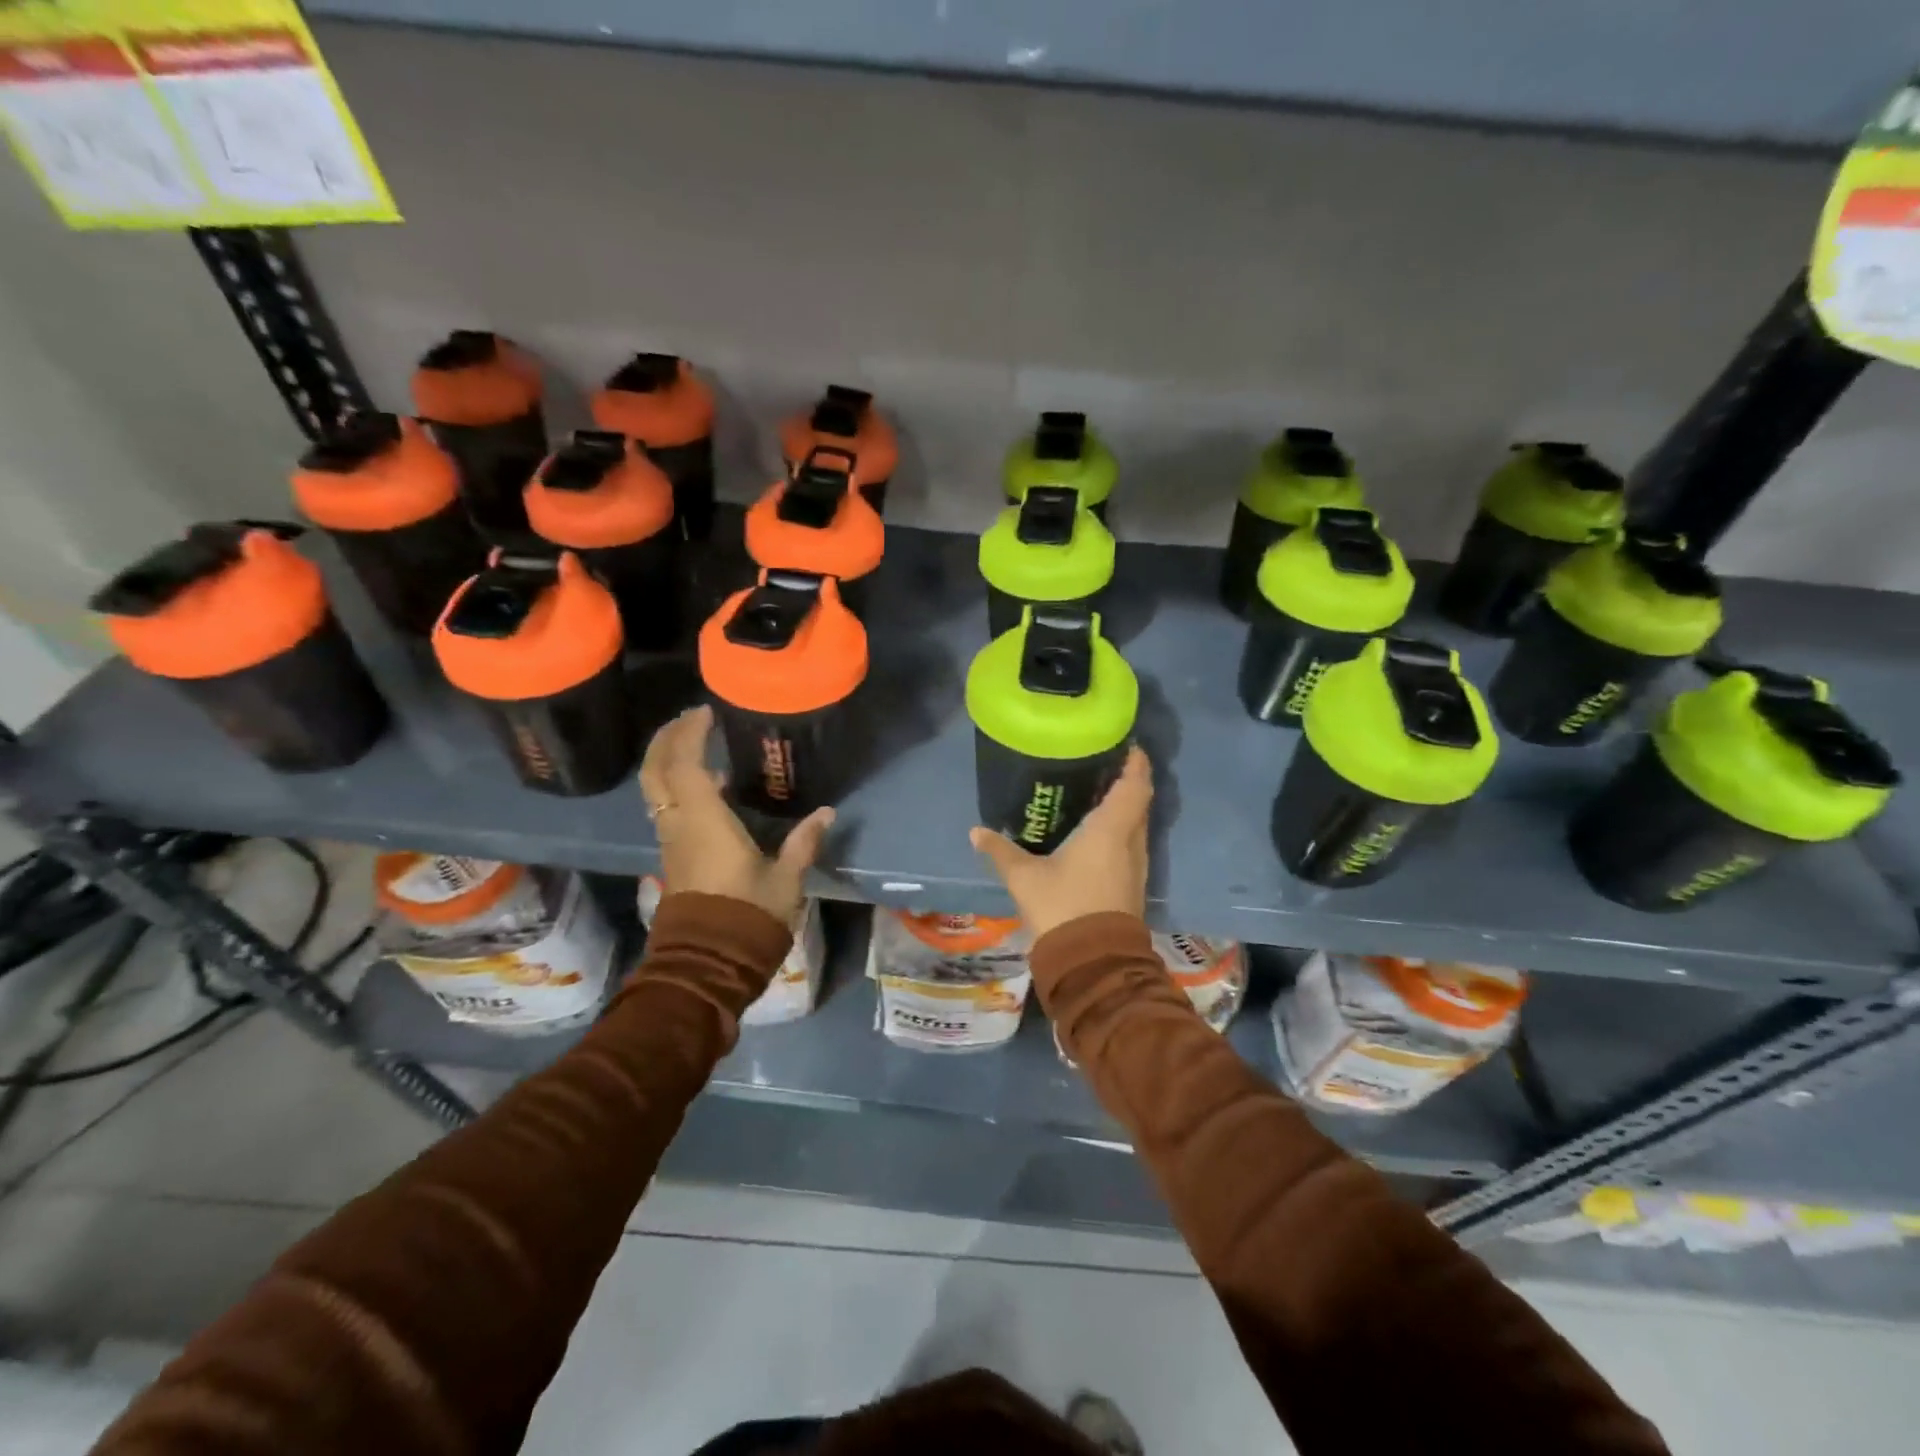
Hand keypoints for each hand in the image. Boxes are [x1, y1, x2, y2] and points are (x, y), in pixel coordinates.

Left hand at [638, 705, 833, 924]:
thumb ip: (803, 842)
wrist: (708, 963)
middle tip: (689, 719)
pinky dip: (677, 786)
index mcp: (703, 820)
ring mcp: (671, 841)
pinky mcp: (673, 857)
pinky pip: (667, 808)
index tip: (706, 711)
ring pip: (656, 790)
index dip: (690, 733)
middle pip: (656, 771)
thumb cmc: (748, 915)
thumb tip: (826, 813)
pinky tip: (708, 789)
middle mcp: (678, 824)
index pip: (685, 763)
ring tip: (696, 746)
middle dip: (667, 739)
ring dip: (668, 762)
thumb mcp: (785, 879)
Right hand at [969, 746, 1151, 938]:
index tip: (1126, 744)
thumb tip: (976, 831)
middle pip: (1139, 802)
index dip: (1135, 762)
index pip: (1134, 785)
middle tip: (1102, 765)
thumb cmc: (1062, 907)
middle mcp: (1131, 842)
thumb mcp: (1024, 877)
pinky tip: (1097, 833)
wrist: (1093, 962)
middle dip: (1127, 781)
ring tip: (1098, 793)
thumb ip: (1001, 851)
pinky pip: (1132, 844)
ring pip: (1137, 825)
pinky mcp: (1133, 885)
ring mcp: (1137, 866)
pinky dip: (1121, 830)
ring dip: (1125, 807)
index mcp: (1111, 830)